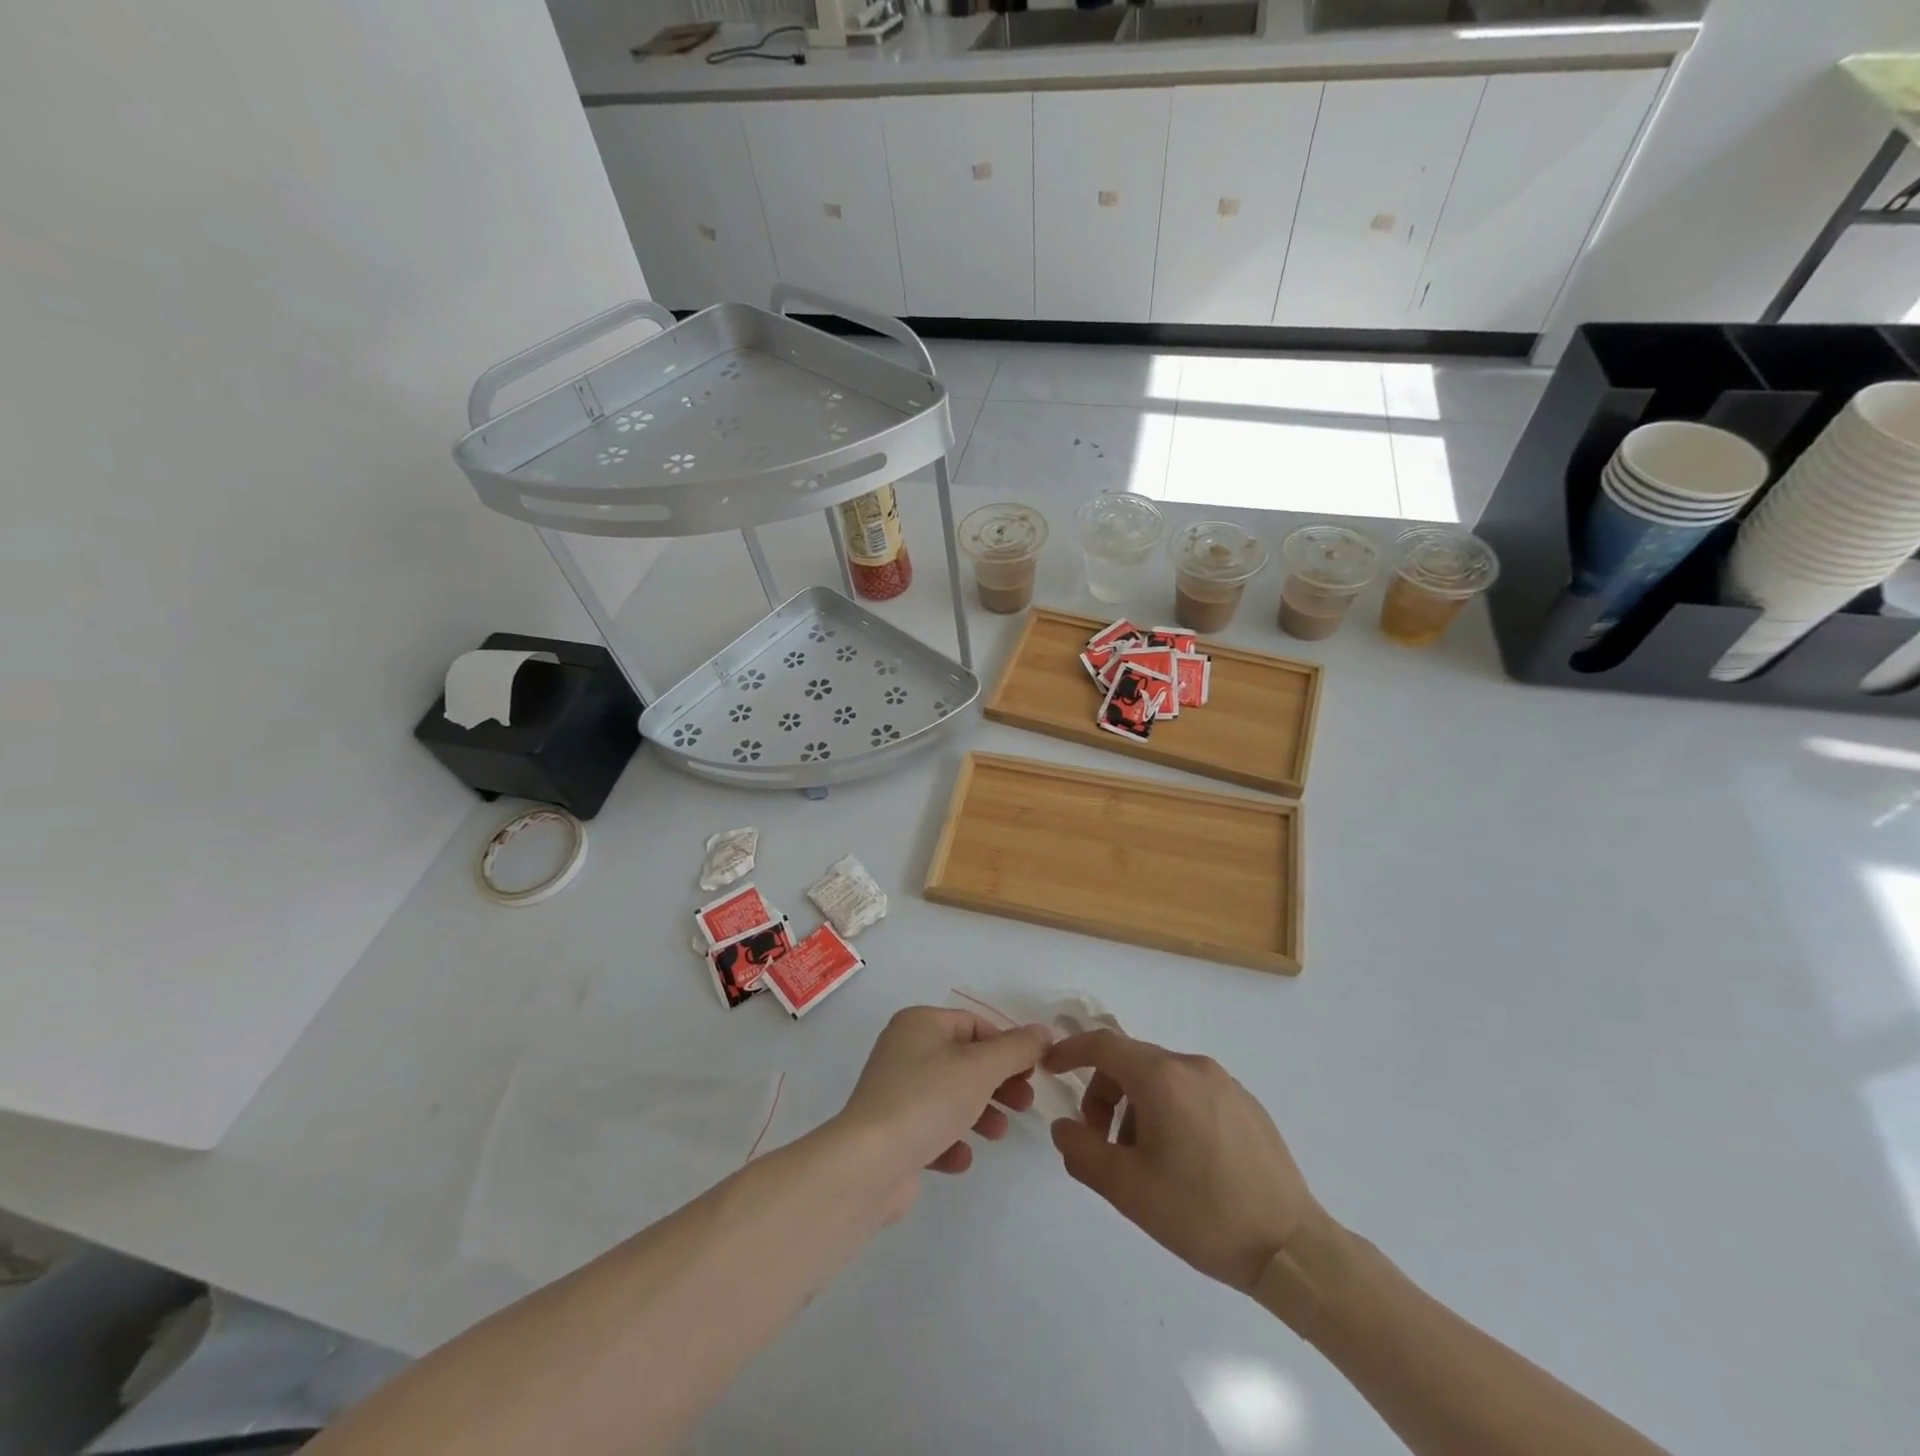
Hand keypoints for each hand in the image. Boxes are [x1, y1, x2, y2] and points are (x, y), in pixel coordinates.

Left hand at [838, 1007, 1050, 1215]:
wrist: (868, 1163)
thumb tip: (1043, 1031)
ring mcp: (895, 1091)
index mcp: (919, 1024)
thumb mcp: (981, 1067)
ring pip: (950, 1096)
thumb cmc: (928, 1100)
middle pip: (964, 1061)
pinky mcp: (891, 1131)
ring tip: (997, 1133)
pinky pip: (930, 1128)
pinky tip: (960, 1158)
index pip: (974, 1025)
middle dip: (997, 1083)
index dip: (1007, 1046)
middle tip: (1024, 1103)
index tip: (1032, 1072)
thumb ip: (1017, 1048)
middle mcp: (904, 1050)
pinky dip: (950, 1140)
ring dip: (980, 1113)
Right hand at [1045, 1030, 1322, 1292]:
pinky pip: (1192, 1091)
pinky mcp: (1247, 1104)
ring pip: (1162, 1078)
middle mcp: (1193, 1066)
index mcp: (1163, 1078)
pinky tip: (1181, 1161)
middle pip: (1132, 1062)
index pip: (1103, 1045)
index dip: (1071, 1051)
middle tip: (1100, 1141)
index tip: (1051, 1069)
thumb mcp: (1128, 1189)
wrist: (1291, 1249)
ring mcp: (1225, 1083)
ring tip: (1143, 1159)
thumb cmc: (1202, 1214)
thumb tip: (1064, 1127)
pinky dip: (1169, 1111)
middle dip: (1104, 1093)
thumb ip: (1082, 1151)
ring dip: (1136, 1106)